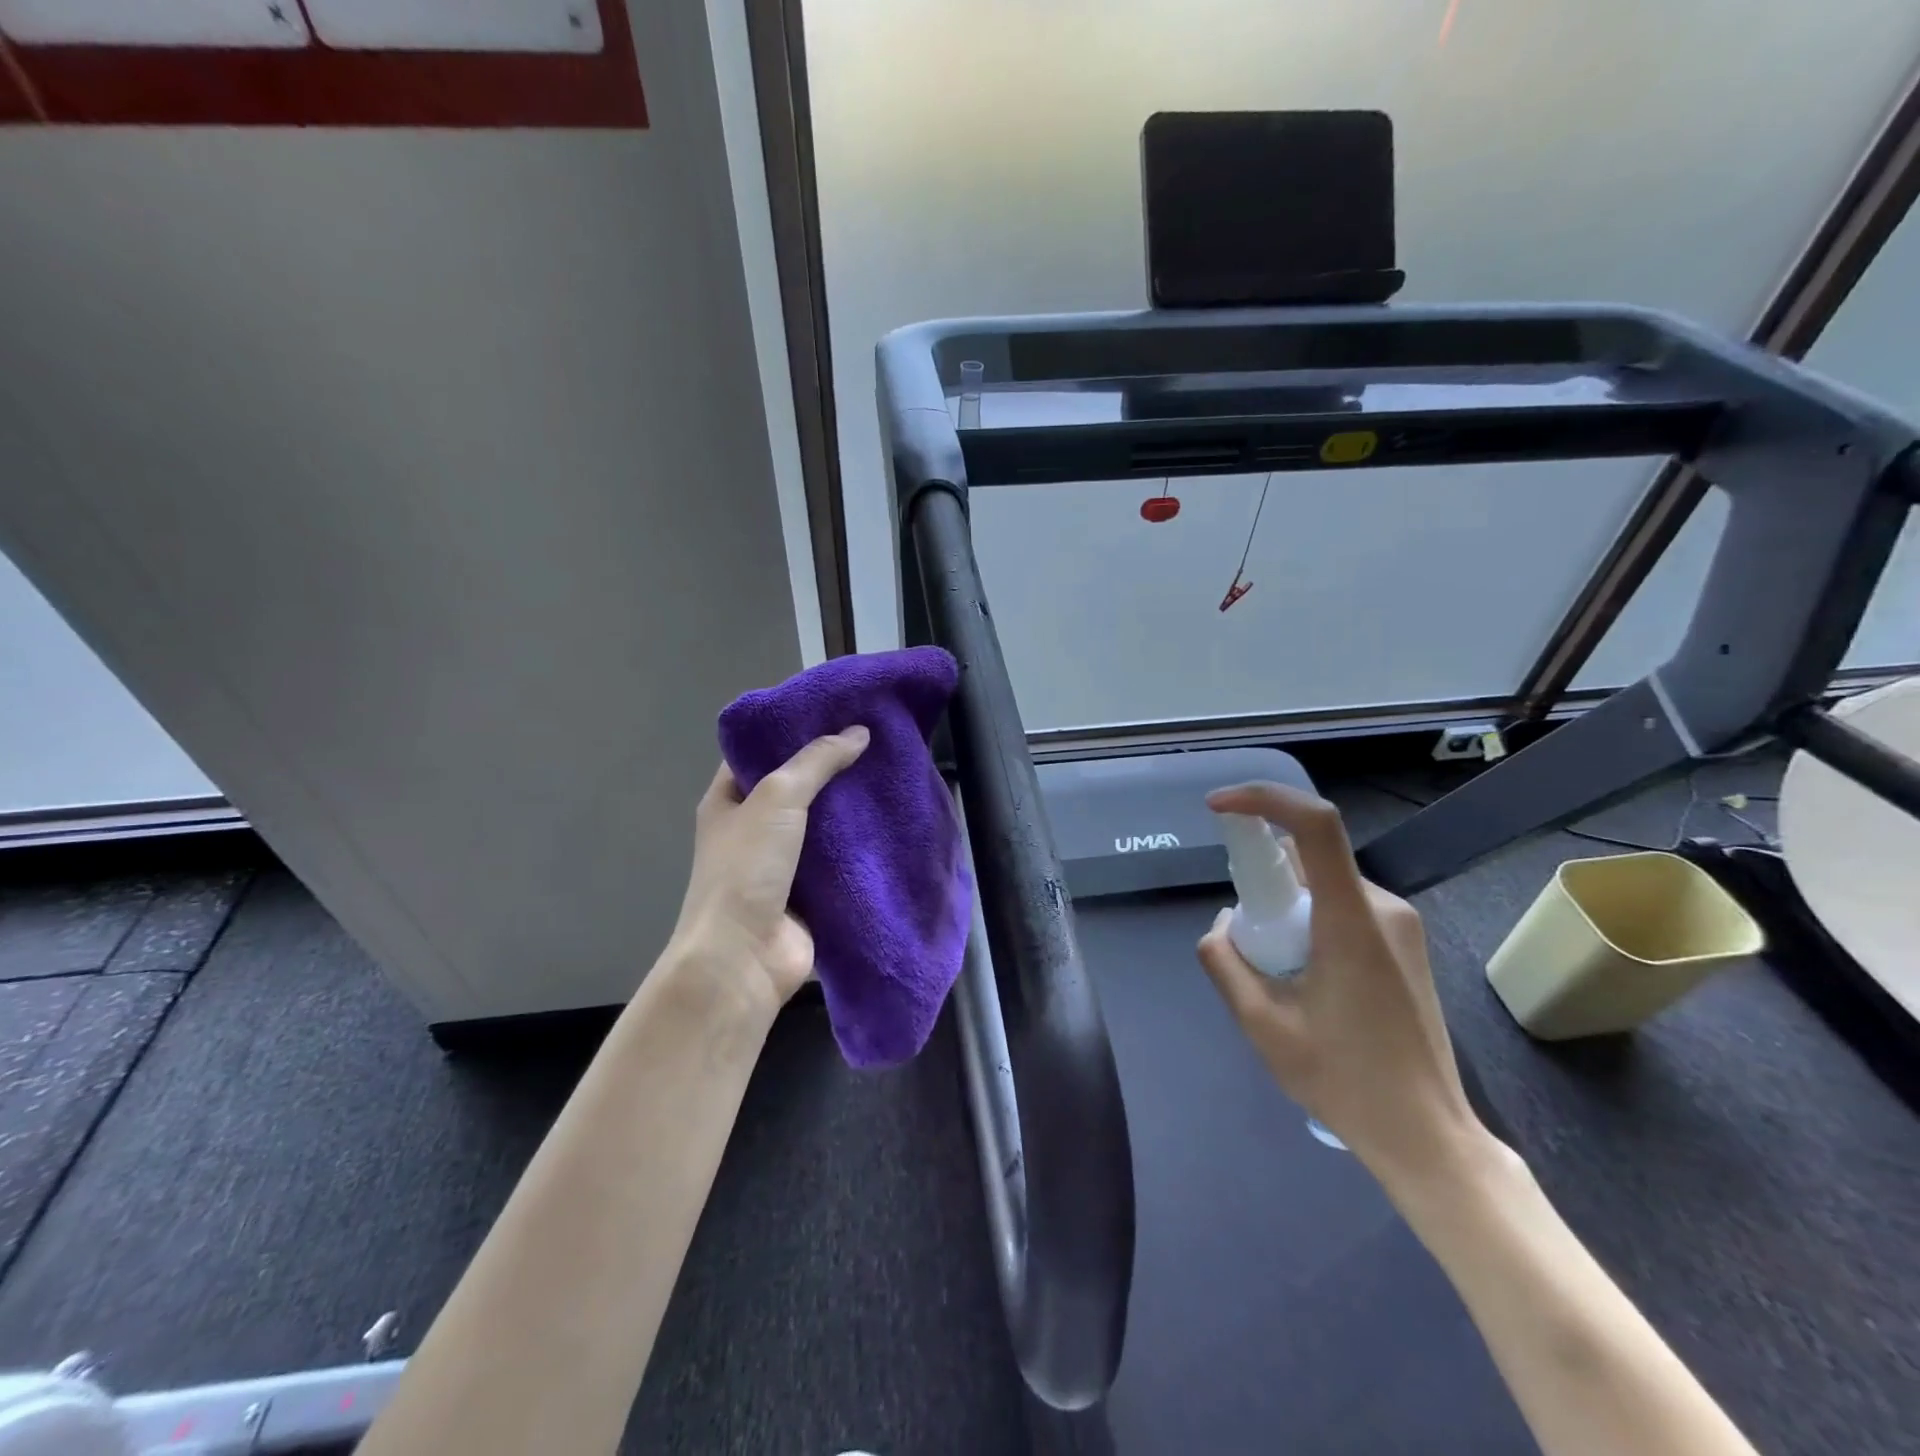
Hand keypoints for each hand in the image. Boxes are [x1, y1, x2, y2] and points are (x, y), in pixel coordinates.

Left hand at [670, 726, 869, 1012]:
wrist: (744, 958)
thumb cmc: (747, 868)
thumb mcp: (777, 798)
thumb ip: (817, 761)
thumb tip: (859, 732)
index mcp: (729, 800)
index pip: (759, 752)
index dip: (793, 730)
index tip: (836, 712)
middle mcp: (753, 828)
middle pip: (797, 787)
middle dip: (833, 768)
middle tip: (876, 740)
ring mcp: (782, 863)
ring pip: (822, 824)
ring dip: (851, 808)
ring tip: (891, 775)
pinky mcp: (810, 892)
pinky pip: (839, 860)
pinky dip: (862, 846)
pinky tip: (893, 823)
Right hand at [1196, 781, 1483, 1186]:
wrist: (1427, 1135)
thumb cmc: (1343, 1080)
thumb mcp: (1261, 1024)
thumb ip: (1226, 961)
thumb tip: (1224, 924)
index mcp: (1350, 921)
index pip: (1314, 824)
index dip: (1263, 799)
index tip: (1219, 808)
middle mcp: (1383, 908)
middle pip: (1310, 857)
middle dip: (1263, 877)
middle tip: (1244, 934)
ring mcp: (1401, 926)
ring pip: (1324, 884)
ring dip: (1286, 905)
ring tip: (1274, 968)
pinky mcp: (1405, 944)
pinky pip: (1343, 906)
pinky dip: (1309, 919)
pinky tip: (1303, 975)